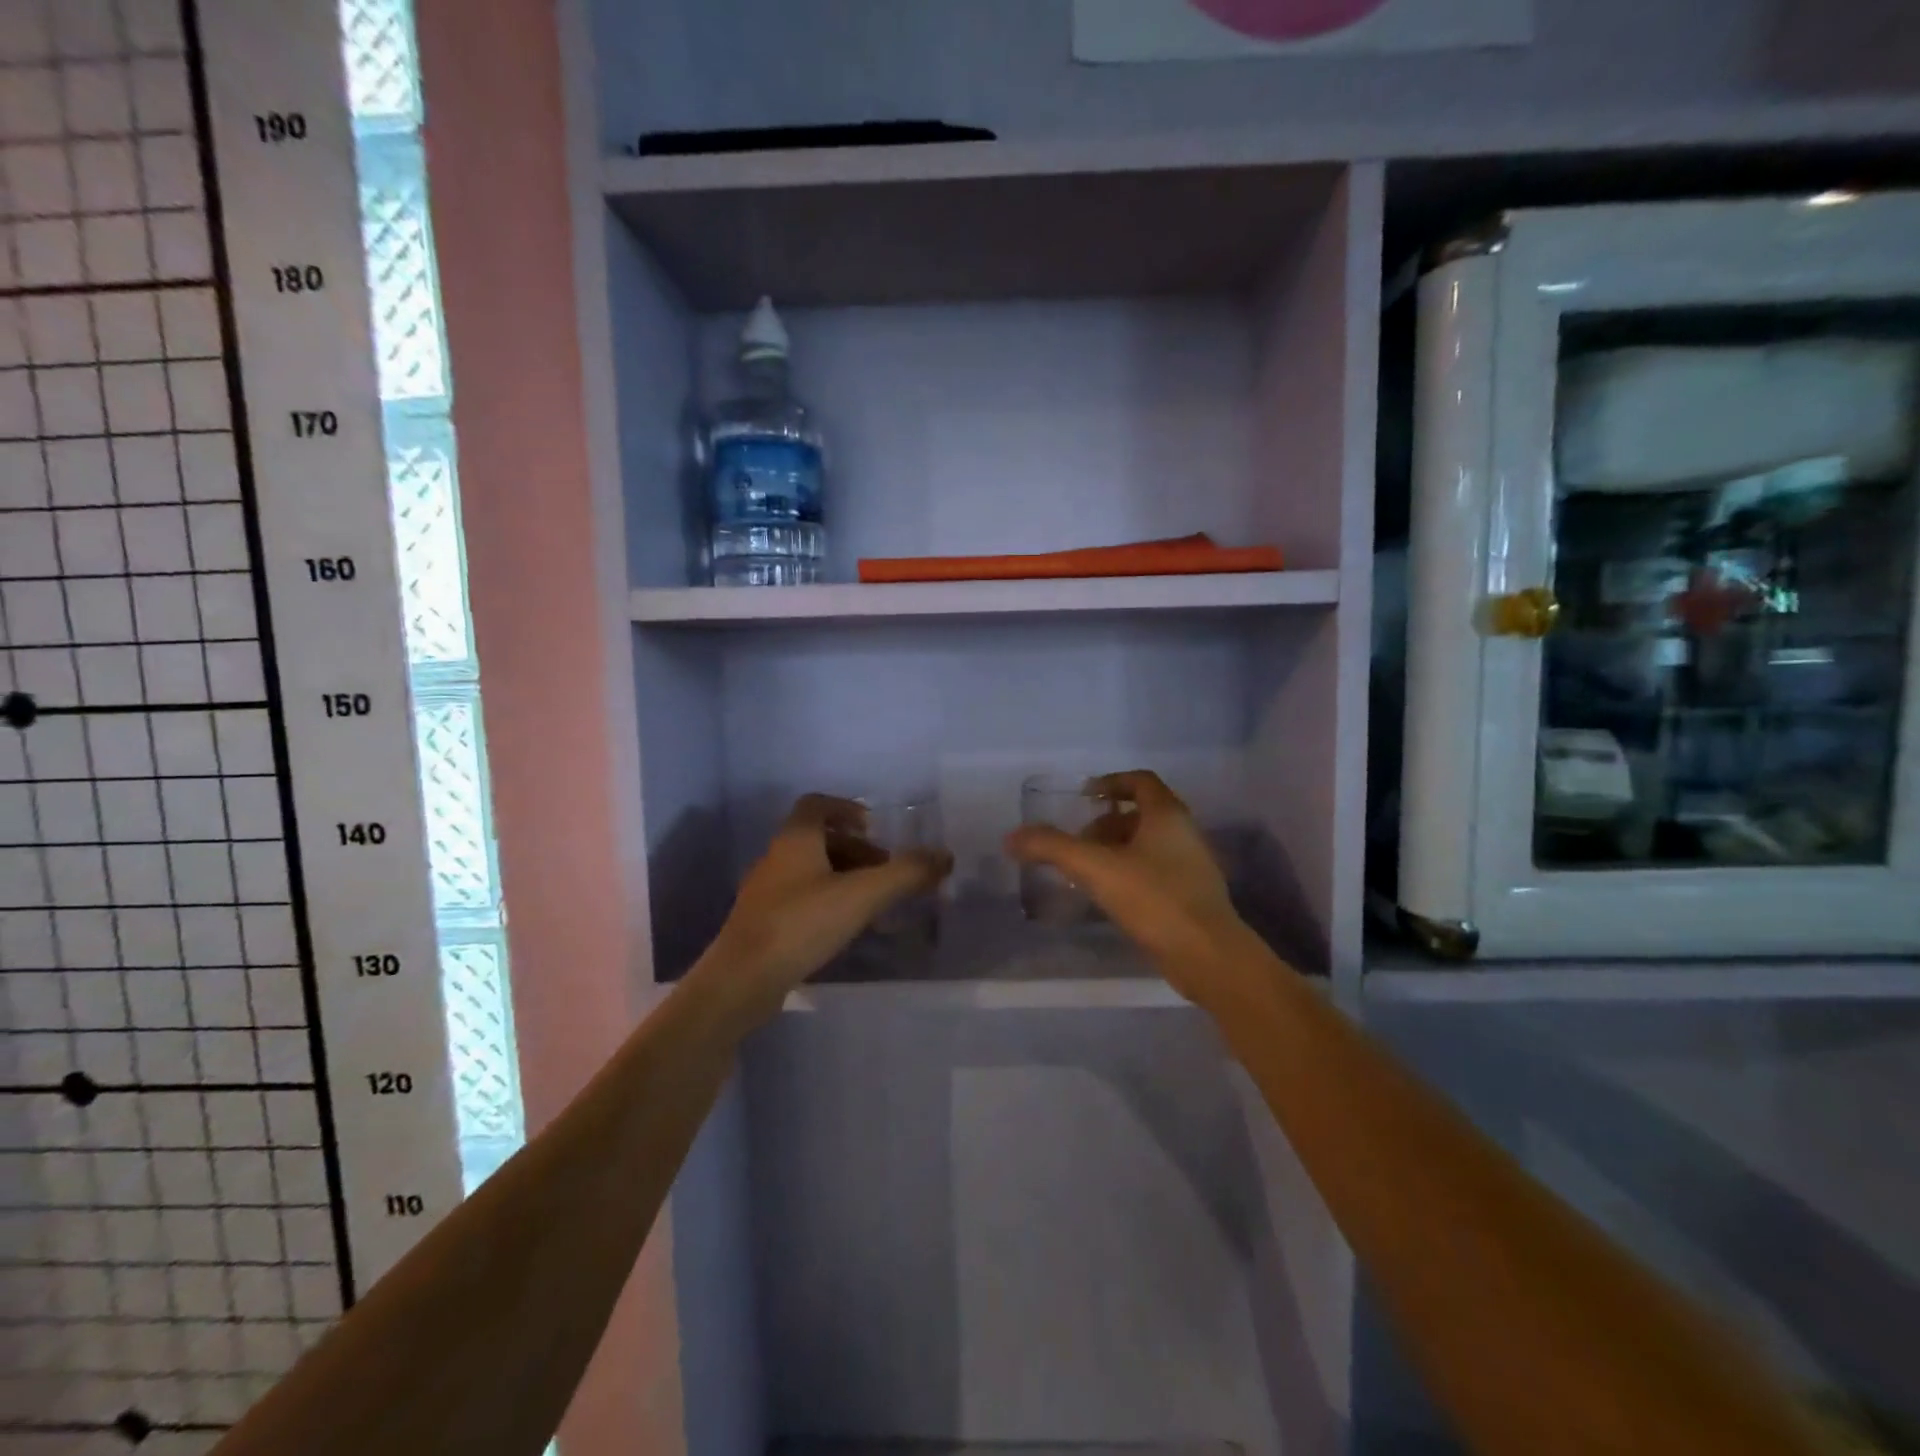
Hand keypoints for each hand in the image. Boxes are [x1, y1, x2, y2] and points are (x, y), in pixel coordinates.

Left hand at [700, 794, 952, 1021]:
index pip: (816, 804)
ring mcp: (766, 892)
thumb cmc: (801, 924)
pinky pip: (801, 899)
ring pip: (810, 871)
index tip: (874, 828)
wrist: (741, 980)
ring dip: (843, 877)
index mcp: (795, 839)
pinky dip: (828, 902)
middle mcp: (776, 858)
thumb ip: (905, 874)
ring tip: (872, 903)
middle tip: (884, 871)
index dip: (846, 809)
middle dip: (855, 850)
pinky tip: (845, 928)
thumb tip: (945, 856)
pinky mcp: (763, 923)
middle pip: (817, 839)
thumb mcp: (862, 895)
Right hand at [1005, 770, 1253, 1006]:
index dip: (1110, 782)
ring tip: (1086, 872)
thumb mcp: (1096, 868)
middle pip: (1141, 814)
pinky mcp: (1191, 897)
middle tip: (1078, 843)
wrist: (1208, 955)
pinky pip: (1155, 872)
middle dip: (1105, 823)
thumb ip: (1053, 848)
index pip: (1140, 781)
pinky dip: (1129, 874)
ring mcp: (1192, 866)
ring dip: (1116, 850)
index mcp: (1167, 815)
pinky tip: (1109, 898)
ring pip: (1148, 845)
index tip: (1084, 797)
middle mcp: (1184, 833)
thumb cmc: (1155, 899)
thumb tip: (1012, 837)